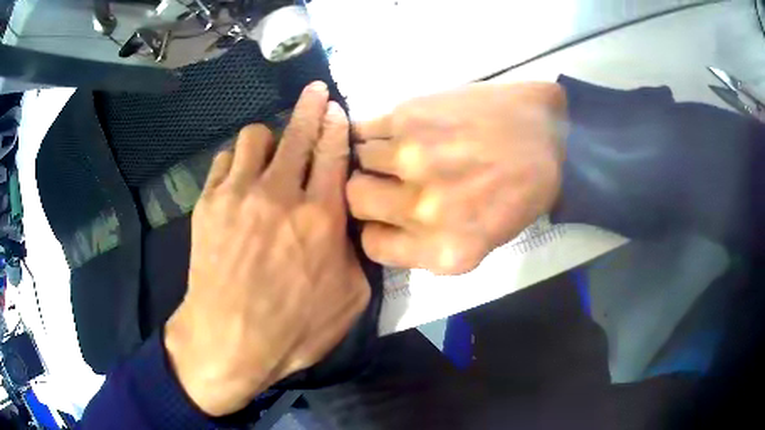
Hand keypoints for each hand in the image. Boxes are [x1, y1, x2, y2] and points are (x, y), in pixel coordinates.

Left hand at [164, 82, 369, 416]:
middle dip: (311, 106)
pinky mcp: (209, 203)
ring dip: (269, 138)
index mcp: (321, 217)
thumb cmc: (293, 328)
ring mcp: (239, 194)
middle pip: (298, 132)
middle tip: (315, 92)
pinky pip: (225, 160)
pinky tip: (240, 179)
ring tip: (271, 155)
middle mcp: (281, 194)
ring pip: (256, 136)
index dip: (336, 125)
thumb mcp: (350, 299)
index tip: (336, 108)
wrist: (229, 340)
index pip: (332, 153)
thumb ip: (355, 253)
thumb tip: (349, 225)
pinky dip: (237, 162)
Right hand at [348, 82, 565, 274]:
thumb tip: (382, 226)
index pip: (372, 245)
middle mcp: (423, 209)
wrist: (550, 131)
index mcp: (445, 250)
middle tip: (386, 179)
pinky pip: (363, 128)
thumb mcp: (484, 240)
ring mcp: (412, 158)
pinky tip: (394, 130)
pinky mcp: (409, 116)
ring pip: (357, 160)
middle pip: (356, 200)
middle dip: (367, 192)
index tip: (383, 216)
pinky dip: (369, 131)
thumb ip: (429, 243)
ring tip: (399, 149)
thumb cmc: (524, 189)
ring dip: (372, 157)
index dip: (374, 228)